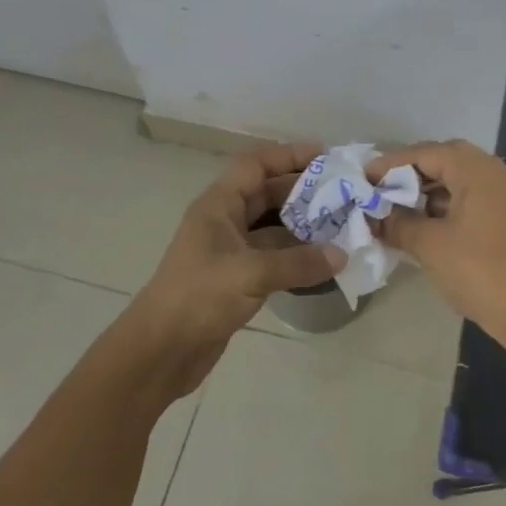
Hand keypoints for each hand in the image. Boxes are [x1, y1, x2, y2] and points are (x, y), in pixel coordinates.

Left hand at [128, 142, 344, 392]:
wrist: (161, 351)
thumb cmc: (198, 297)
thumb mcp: (250, 273)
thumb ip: (298, 262)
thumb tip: (341, 255)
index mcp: (218, 205)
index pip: (255, 165)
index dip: (288, 155)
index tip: (326, 156)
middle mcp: (225, 221)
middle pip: (267, 194)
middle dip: (304, 192)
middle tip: (344, 194)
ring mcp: (231, 251)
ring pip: (273, 228)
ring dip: (304, 227)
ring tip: (343, 226)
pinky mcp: (238, 279)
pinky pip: (274, 257)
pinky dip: (297, 257)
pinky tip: (325, 262)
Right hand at [365, 140, 505, 362]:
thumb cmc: (477, 271)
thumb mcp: (428, 245)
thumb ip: (397, 223)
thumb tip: (376, 216)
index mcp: (477, 170)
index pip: (426, 153)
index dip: (391, 164)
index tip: (364, 177)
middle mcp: (495, 172)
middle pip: (445, 159)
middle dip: (410, 172)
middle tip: (381, 186)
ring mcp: (505, 194)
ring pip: (459, 177)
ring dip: (428, 188)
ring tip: (396, 205)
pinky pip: (470, 195)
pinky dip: (445, 202)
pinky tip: (423, 221)